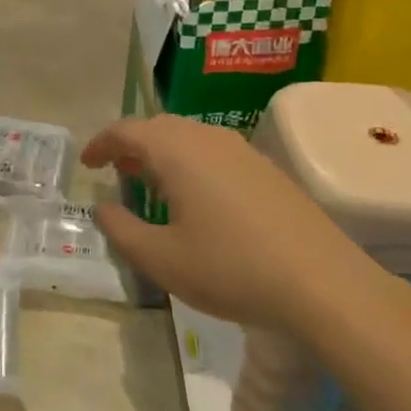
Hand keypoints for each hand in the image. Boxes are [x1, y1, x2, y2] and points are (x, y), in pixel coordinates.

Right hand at [86, 114, 354, 329]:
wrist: (323, 283)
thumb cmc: (231, 268)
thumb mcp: (162, 259)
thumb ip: (122, 230)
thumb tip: (102, 207)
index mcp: (176, 150)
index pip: (126, 131)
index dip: (101, 144)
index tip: (87, 164)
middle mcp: (207, 138)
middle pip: (158, 128)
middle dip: (132, 146)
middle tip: (117, 173)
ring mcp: (242, 150)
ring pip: (188, 138)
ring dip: (163, 154)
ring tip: (152, 186)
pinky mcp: (266, 169)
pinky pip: (214, 152)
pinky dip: (191, 164)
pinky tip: (198, 199)